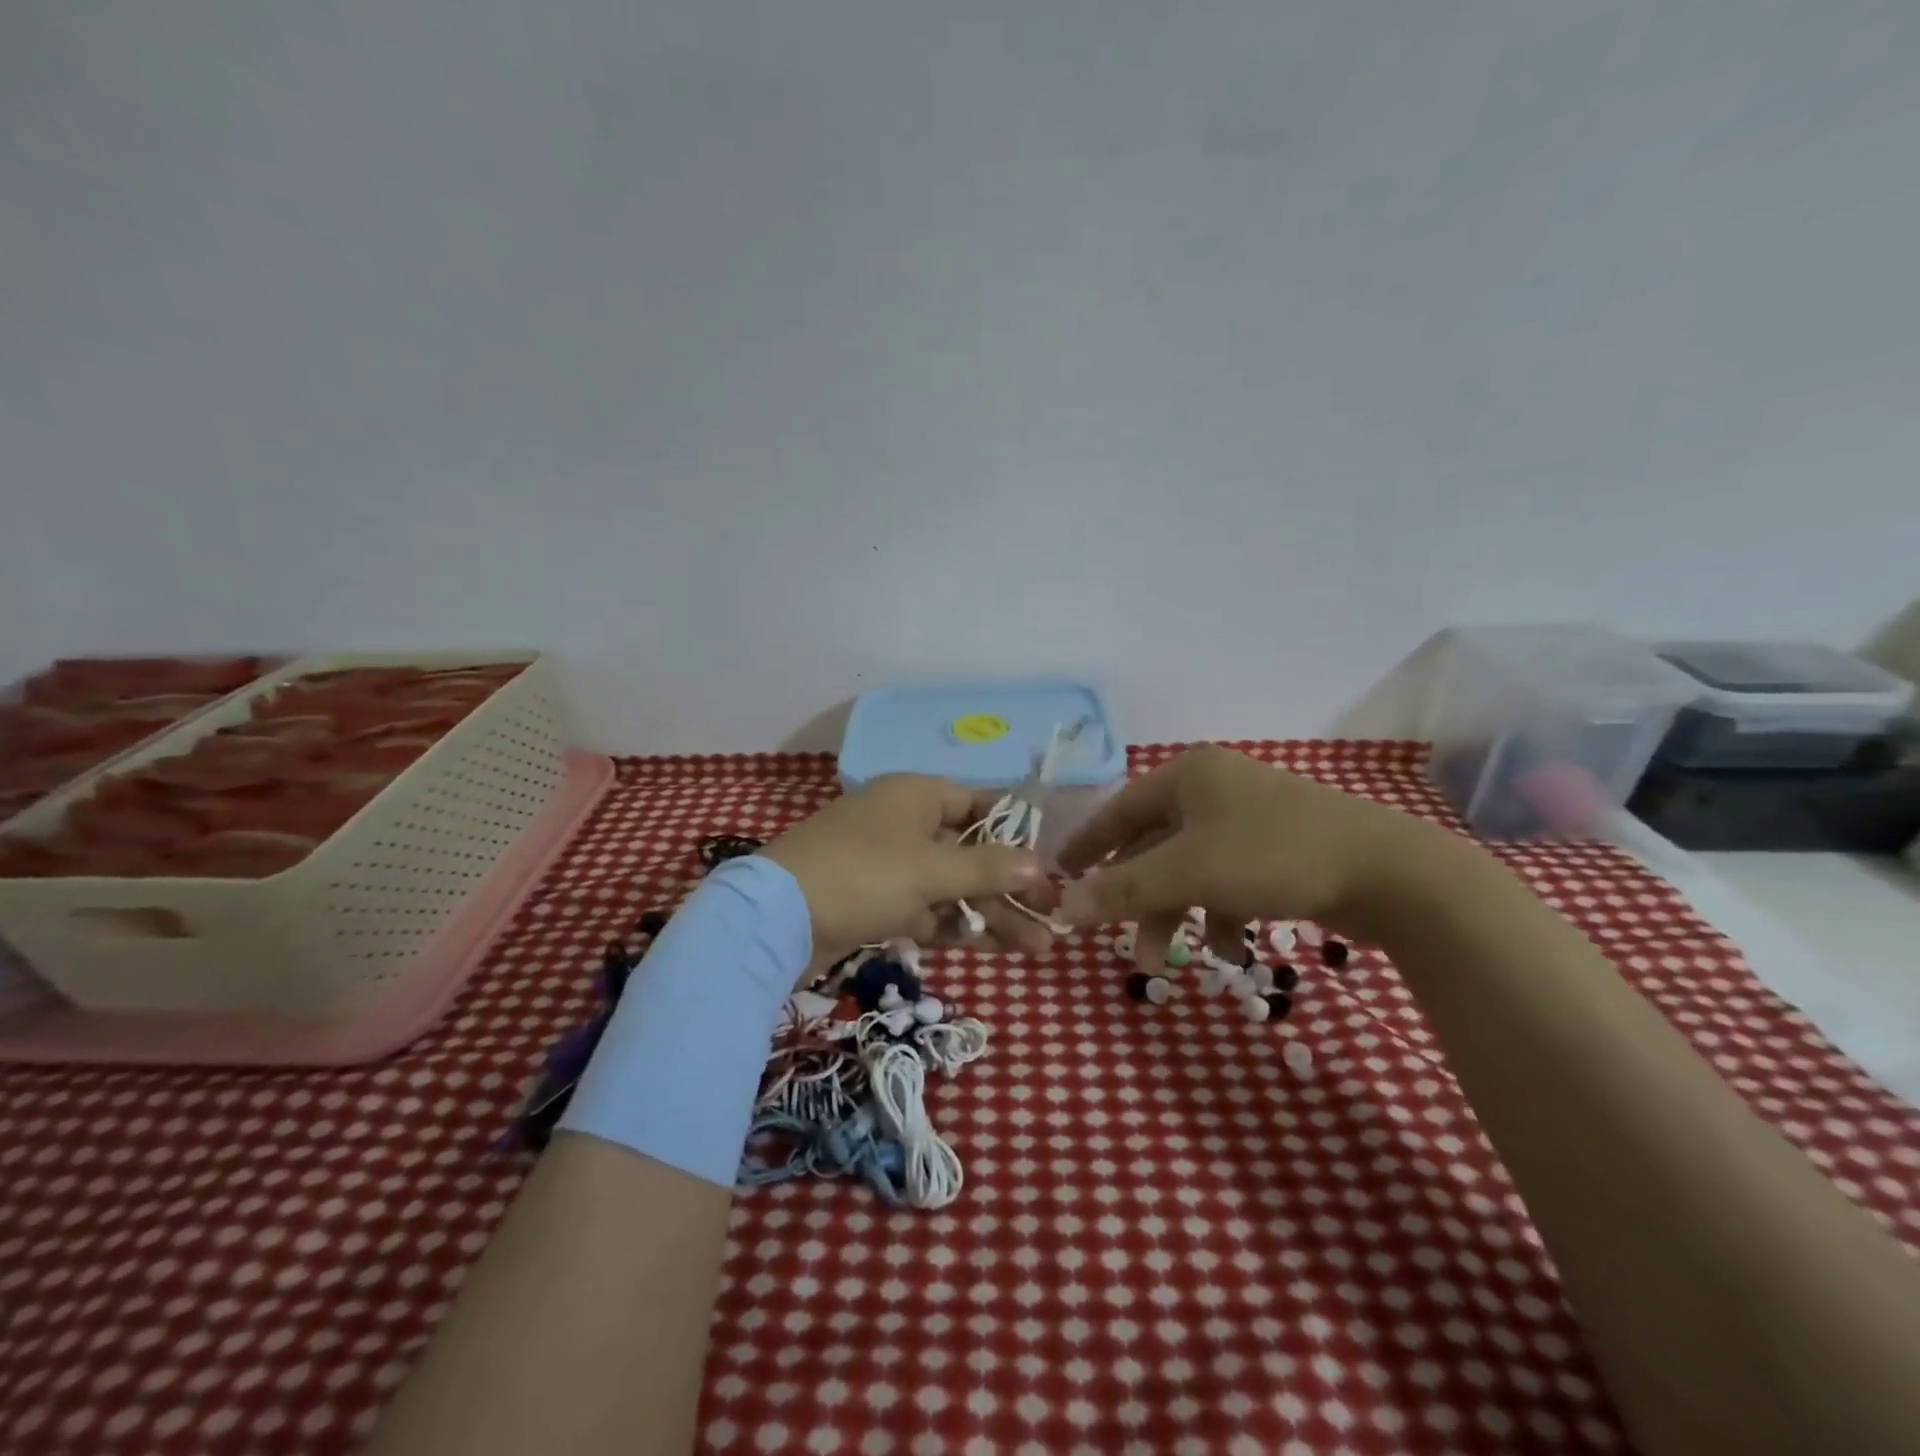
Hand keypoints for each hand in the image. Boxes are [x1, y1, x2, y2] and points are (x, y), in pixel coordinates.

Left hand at [764, 775, 1059, 975]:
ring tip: (1036, 947)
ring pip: (950, 886)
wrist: (775, 919)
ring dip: (989, 914)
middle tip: (1052, 922)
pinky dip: (953, 926)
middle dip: (1010, 889)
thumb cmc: (864, 875)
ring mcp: (887, 863)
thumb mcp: (932, 870)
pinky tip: (991, 948)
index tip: (1046, 869)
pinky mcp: (874, 900)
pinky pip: (925, 908)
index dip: (1016, 837)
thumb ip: (989, 868)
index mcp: (916, 795)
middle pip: (969, 852)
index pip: (980, 806)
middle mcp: (904, 822)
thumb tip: (1039, 865)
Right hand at [1055, 746, 1450, 965]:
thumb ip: (1122, 889)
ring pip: (1190, 868)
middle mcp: (1214, 789)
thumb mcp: (1188, 873)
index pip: (1120, 809)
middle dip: (1137, 898)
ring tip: (1166, 962)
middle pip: (1155, 845)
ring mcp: (1249, 818)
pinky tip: (1226, 948)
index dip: (1089, 842)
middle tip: (1118, 941)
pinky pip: (1227, 879)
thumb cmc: (1272, 856)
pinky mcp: (1278, 848)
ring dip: (1175, 914)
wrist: (1388, 873)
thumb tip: (1063, 905)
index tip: (1062, 870)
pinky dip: (1218, 913)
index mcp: (1188, 776)